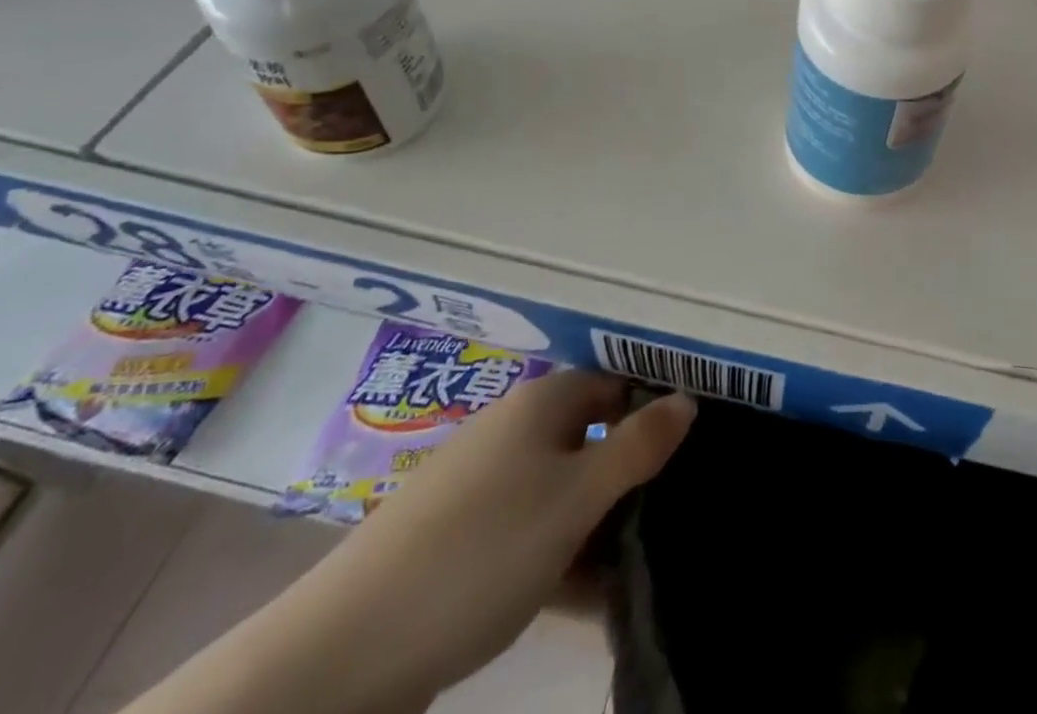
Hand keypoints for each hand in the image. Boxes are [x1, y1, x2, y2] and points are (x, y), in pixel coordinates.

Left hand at [294, 371, 695, 706]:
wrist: (347, 649)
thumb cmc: (484, 550)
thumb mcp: (577, 498)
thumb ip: (637, 447)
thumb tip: (687, 398)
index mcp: (542, 403)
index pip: (615, 386)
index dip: (652, 412)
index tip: (688, 456)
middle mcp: (513, 430)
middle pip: (590, 438)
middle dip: (629, 476)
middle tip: (669, 519)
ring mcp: (482, 485)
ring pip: (561, 490)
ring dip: (598, 524)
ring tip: (635, 569)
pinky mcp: (460, 539)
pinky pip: (529, 531)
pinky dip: (560, 554)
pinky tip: (584, 599)